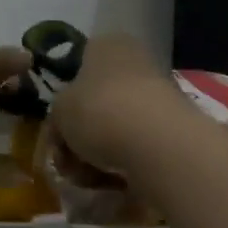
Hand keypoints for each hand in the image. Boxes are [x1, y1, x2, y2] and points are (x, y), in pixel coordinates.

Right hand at [49, 32, 185, 175]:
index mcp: (107, 45)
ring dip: (94, 155)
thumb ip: (56, 117)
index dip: (63, 102)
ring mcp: (157, 96)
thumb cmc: (98, 110)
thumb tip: (64, 130)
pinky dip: (121, 164)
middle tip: (66, 161)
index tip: (55, 130)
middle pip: (95, 103)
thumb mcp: (58, 110)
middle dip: (77, 137)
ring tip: (87, 176)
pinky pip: (135, 147)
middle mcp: (135, 63)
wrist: (157, 144)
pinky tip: (112, 181)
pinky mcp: (171, 129)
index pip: (78, 67)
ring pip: (113, 128)